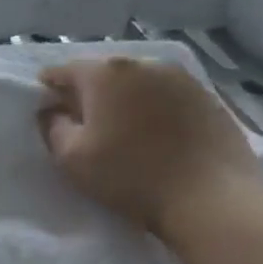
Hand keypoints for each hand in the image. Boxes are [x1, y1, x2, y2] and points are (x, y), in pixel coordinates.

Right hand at [37, 57, 259, 234]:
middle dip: (89, 94)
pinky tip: (158, 136)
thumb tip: (52, 110)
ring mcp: (180, 78)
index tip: (49, 113)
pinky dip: (155, 108)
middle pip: (102, 73)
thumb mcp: (72, 158)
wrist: (212, 199)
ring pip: (137, 83)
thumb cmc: (131, 176)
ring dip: (124, 100)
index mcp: (104, 74)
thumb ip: (52, 126)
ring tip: (125, 131)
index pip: (62, 72)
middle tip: (86, 126)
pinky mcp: (207, 97)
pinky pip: (166, 96)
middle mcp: (141, 64)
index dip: (49, 91)